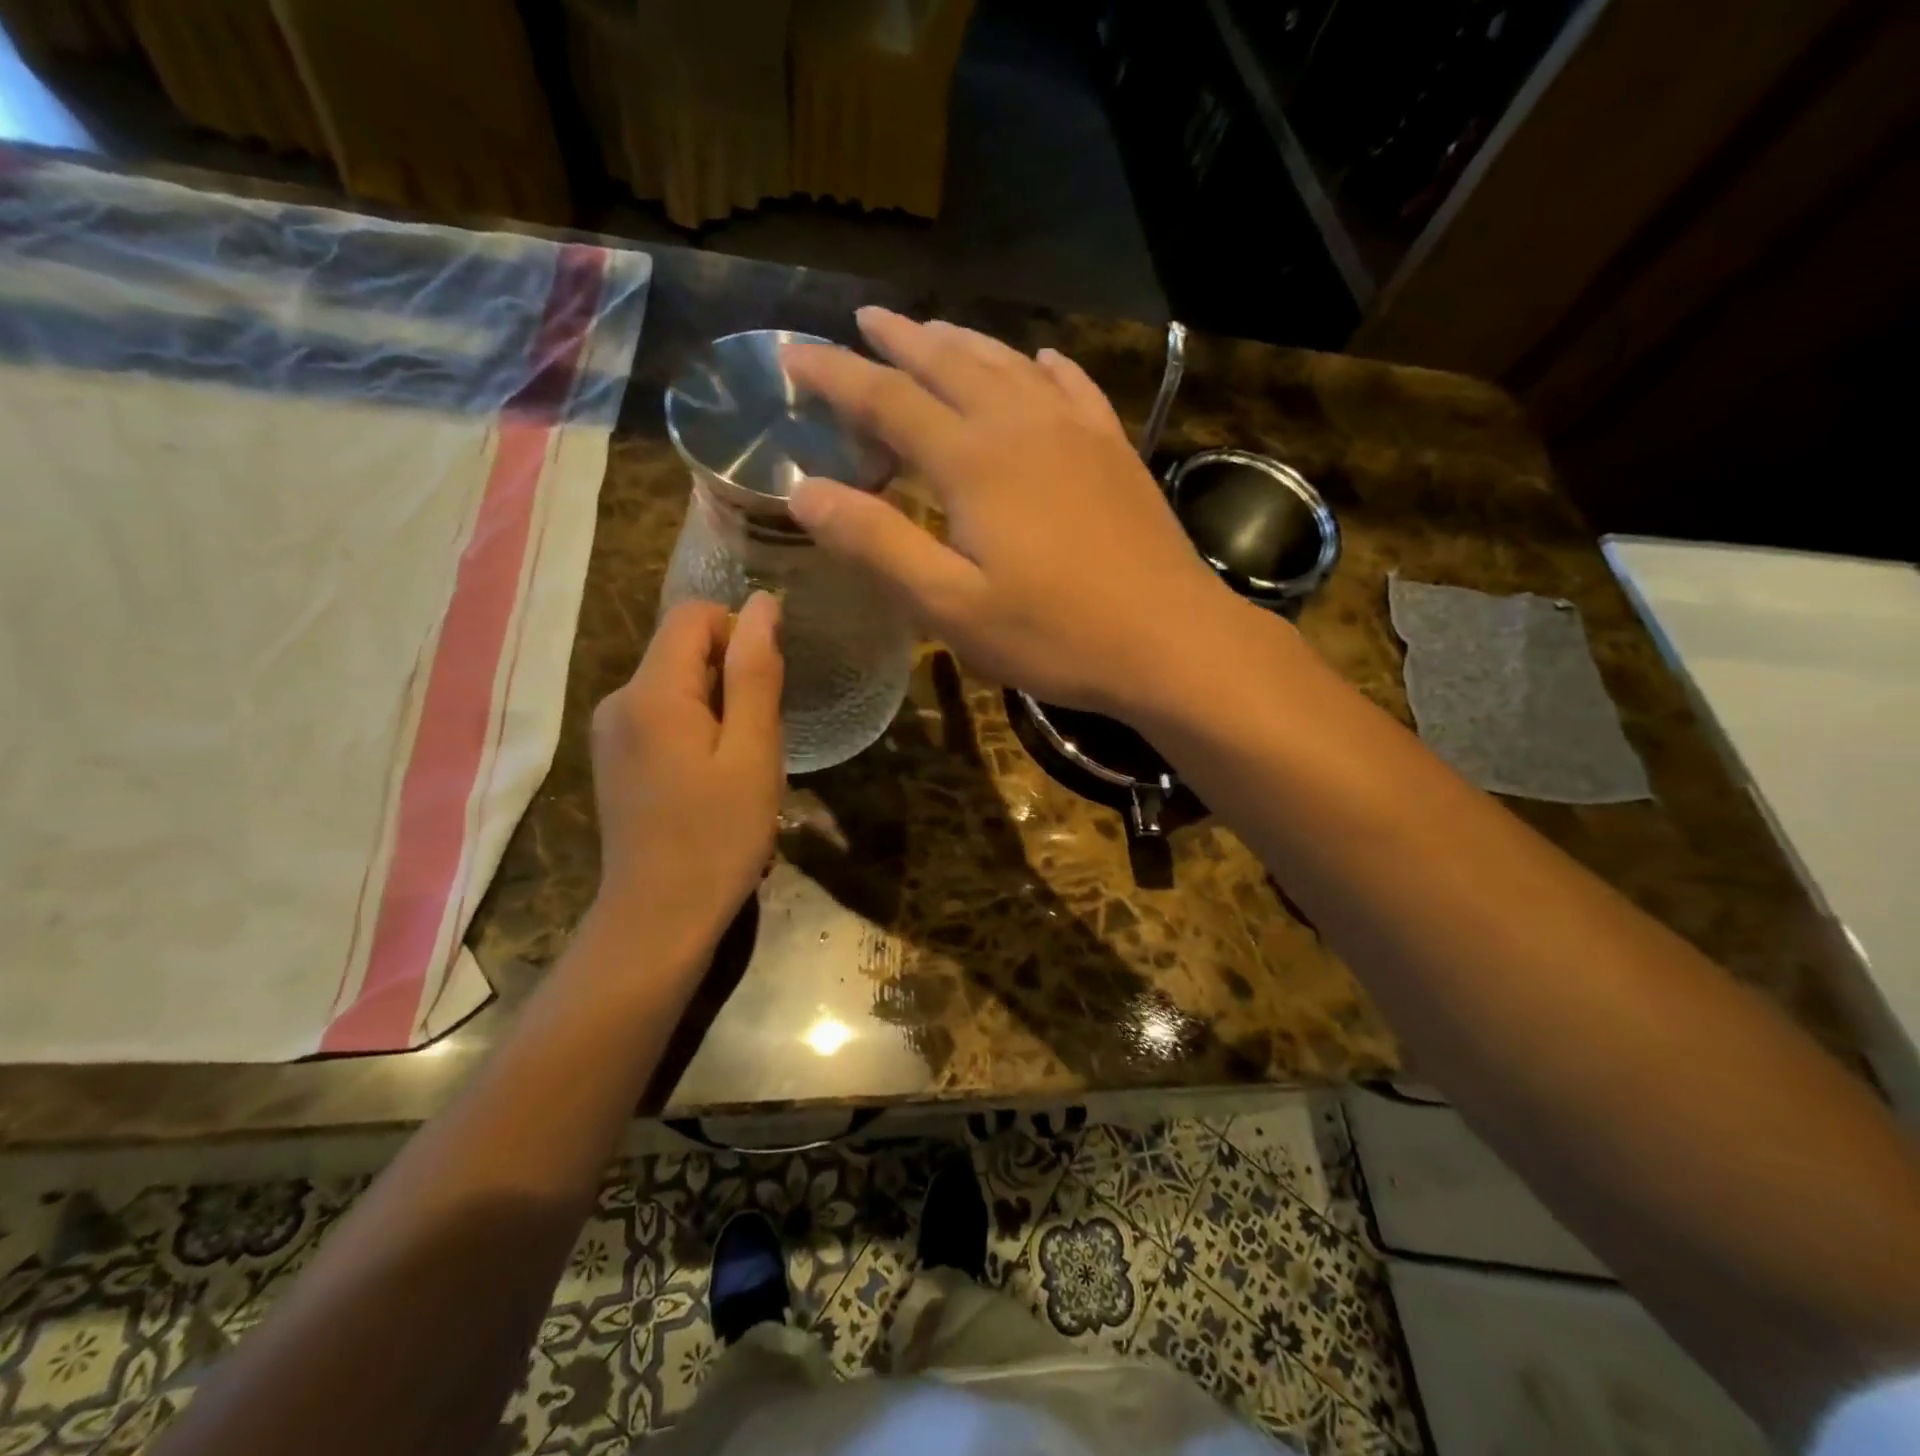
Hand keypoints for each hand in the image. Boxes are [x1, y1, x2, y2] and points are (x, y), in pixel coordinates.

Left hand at [589, 594, 783, 951]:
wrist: (659, 918)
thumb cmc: (718, 836)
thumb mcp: (753, 752)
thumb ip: (755, 673)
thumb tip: (763, 604)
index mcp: (651, 692)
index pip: (694, 615)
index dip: (740, 634)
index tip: (767, 688)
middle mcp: (619, 700)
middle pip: (682, 649)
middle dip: (731, 678)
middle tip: (758, 740)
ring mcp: (611, 732)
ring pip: (676, 685)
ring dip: (718, 709)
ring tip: (739, 767)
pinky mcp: (615, 759)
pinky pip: (663, 717)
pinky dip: (697, 731)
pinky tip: (712, 781)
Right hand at [783, 308, 1246, 716]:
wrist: (1171, 641)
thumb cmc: (1055, 634)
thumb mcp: (951, 607)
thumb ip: (878, 544)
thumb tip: (804, 490)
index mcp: (974, 461)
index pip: (887, 399)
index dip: (835, 375)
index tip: (791, 354)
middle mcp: (1022, 426)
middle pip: (949, 364)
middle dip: (899, 340)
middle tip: (863, 320)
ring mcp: (1077, 433)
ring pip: (1008, 365)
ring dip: (962, 343)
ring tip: (931, 330)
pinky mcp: (1115, 452)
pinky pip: (1073, 388)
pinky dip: (1044, 367)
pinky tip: (1039, 361)